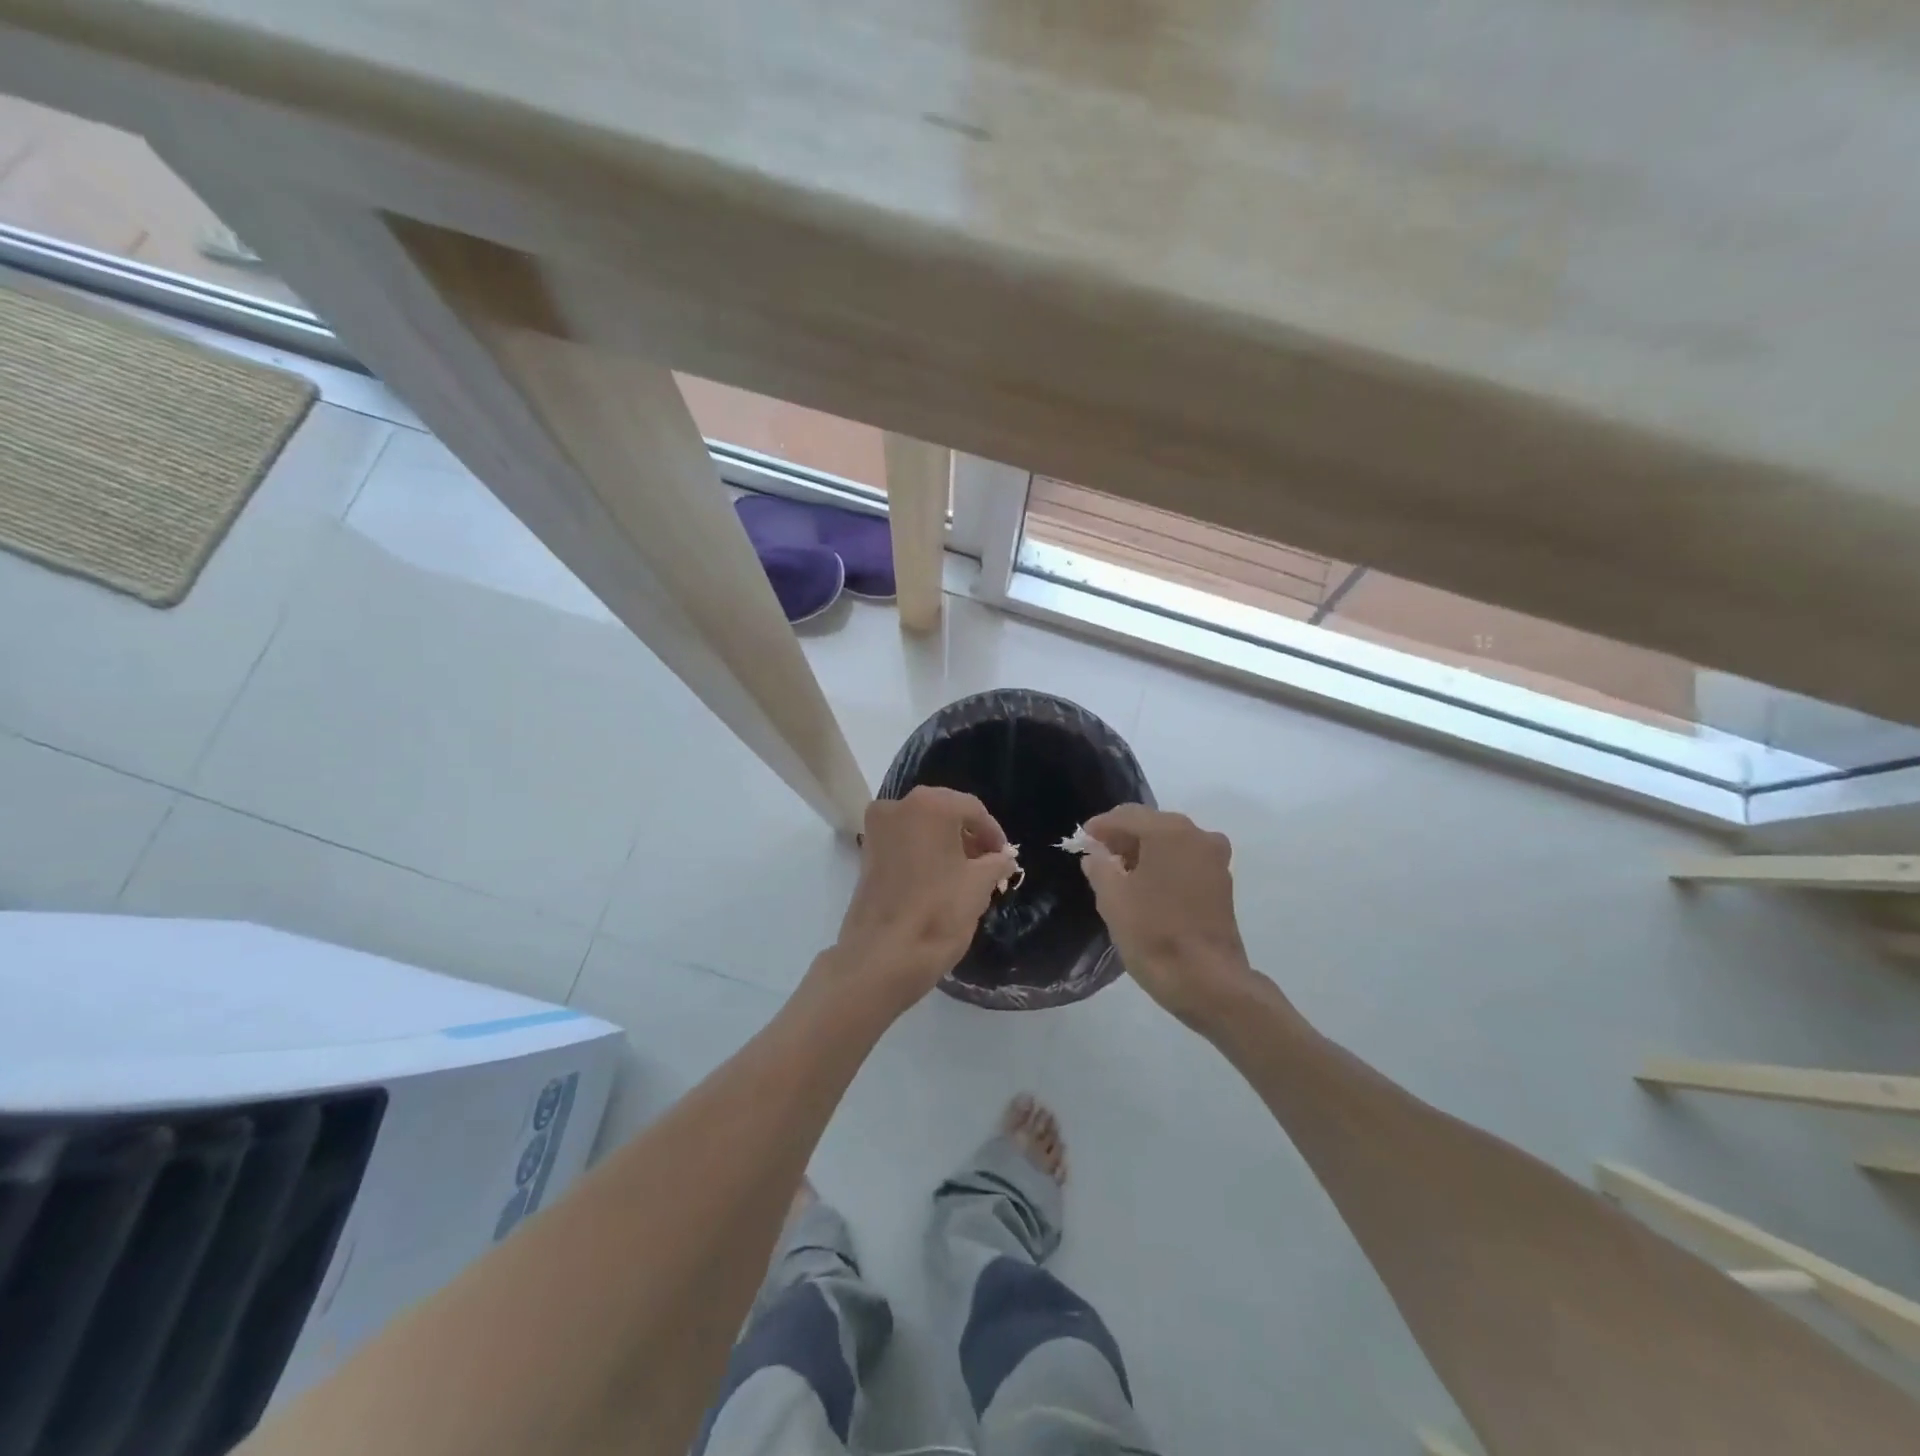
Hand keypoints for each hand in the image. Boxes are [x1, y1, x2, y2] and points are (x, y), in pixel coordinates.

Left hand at [824, 787, 1017, 1010]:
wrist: (882, 956)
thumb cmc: (938, 913)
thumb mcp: (980, 885)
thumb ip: (996, 863)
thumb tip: (1003, 858)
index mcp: (930, 805)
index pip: (973, 809)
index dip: (993, 833)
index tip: (1005, 858)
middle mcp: (898, 806)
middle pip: (944, 812)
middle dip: (968, 836)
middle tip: (988, 864)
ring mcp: (876, 828)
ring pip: (922, 827)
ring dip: (945, 844)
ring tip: (966, 874)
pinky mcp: (865, 853)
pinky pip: (903, 842)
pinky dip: (923, 853)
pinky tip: (938, 879)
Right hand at [1079, 805, 1260, 1025]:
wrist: (1208, 982)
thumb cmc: (1154, 934)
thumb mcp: (1112, 899)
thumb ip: (1099, 867)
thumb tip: (1096, 855)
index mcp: (1169, 832)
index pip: (1127, 815)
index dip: (1101, 826)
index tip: (1082, 839)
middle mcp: (1197, 836)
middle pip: (1152, 824)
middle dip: (1124, 837)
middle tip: (1098, 855)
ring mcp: (1215, 860)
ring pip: (1171, 842)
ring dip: (1145, 851)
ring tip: (1119, 873)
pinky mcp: (1222, 884)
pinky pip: (1185, 861)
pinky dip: (1164, 865)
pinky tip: (1146, 886)